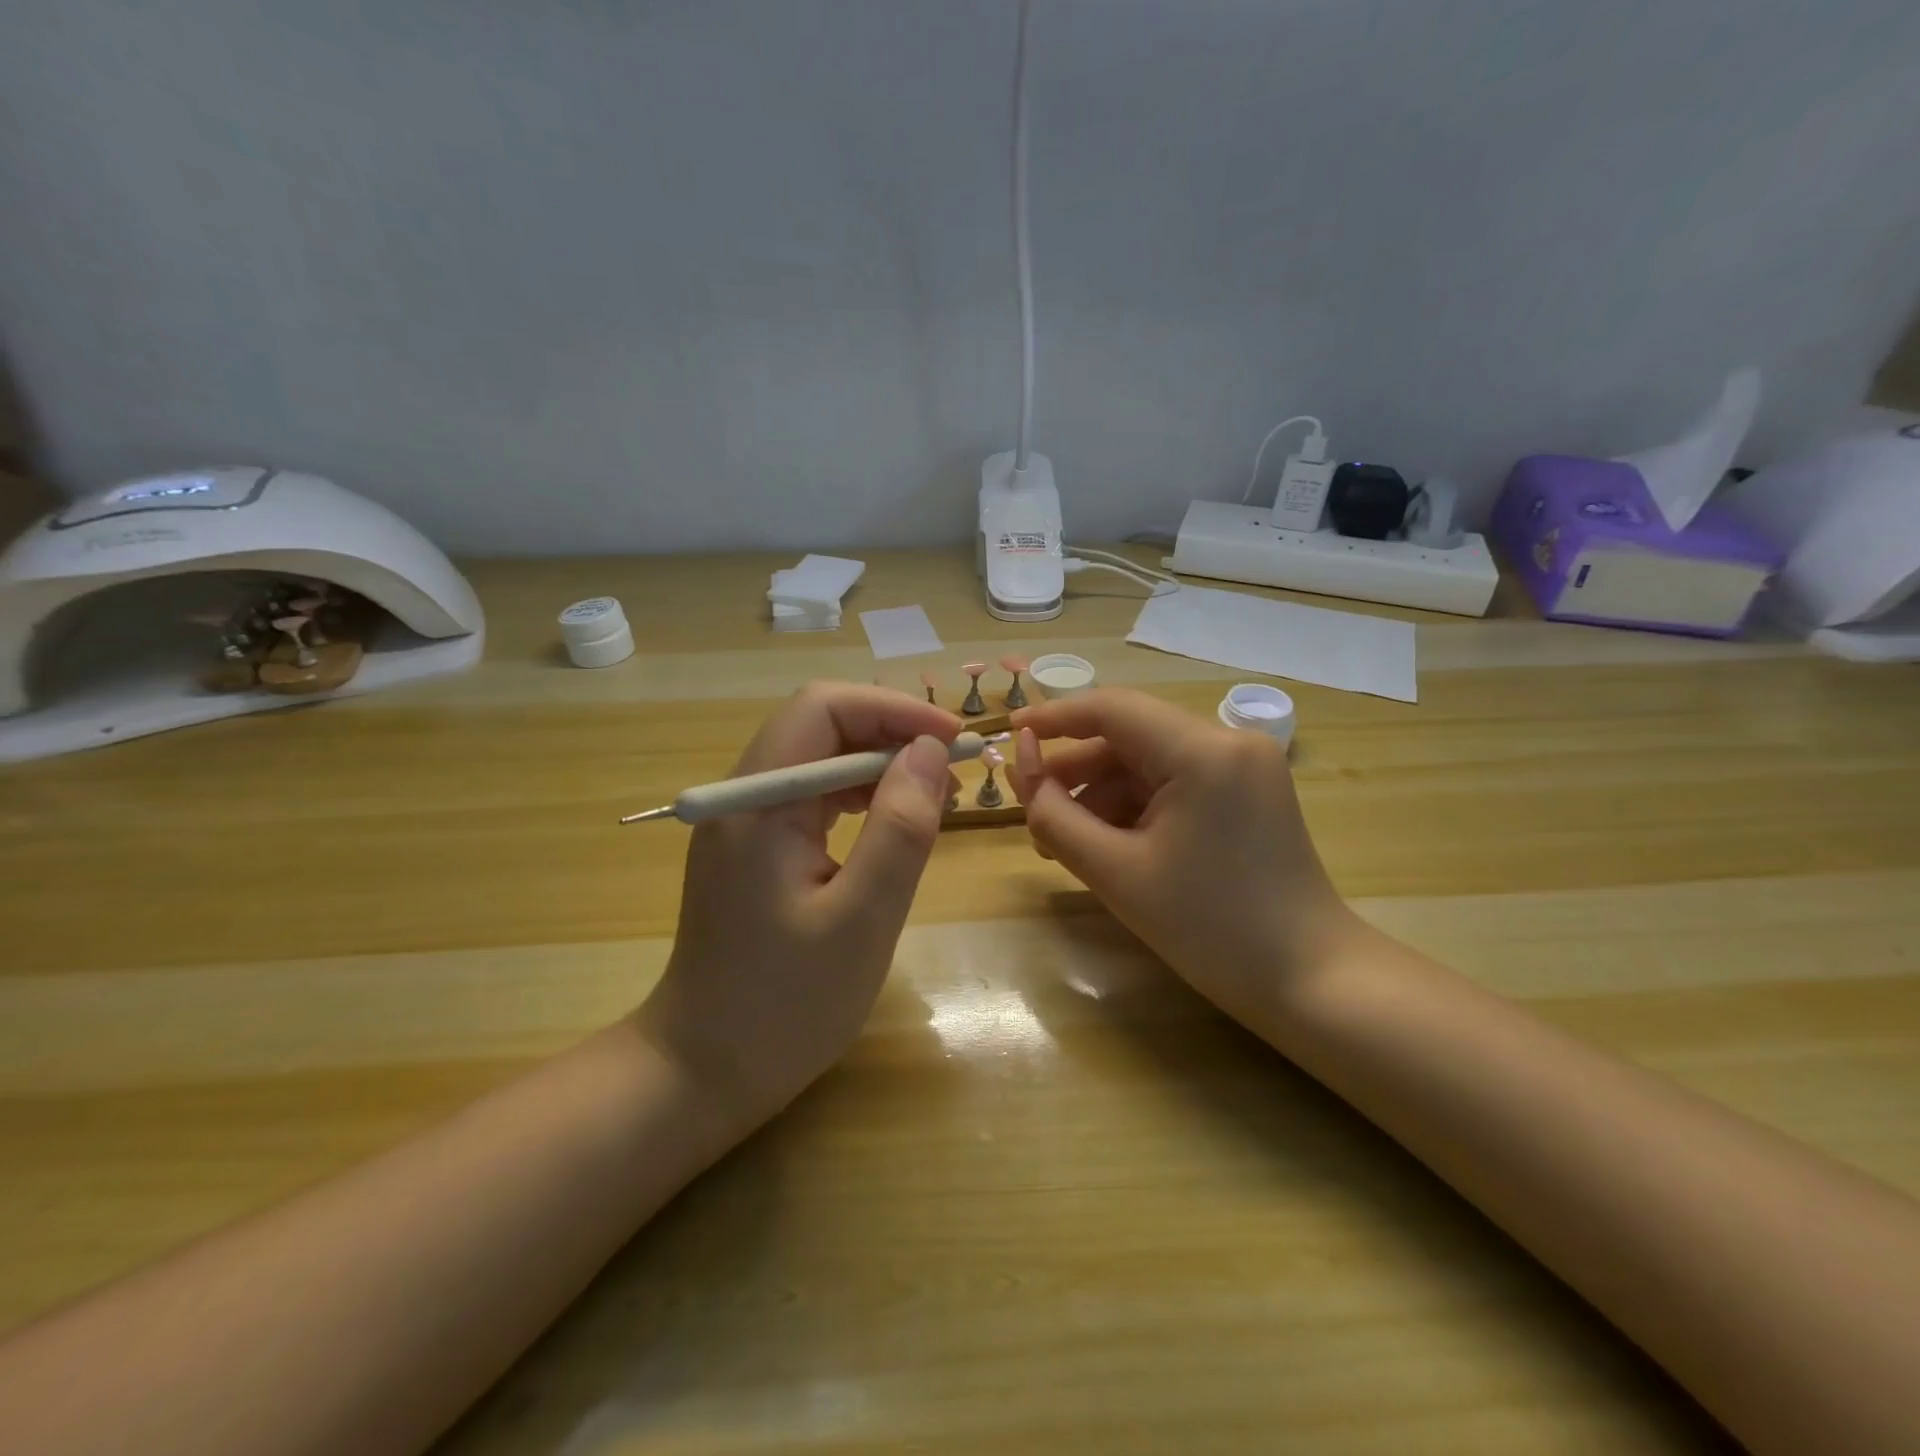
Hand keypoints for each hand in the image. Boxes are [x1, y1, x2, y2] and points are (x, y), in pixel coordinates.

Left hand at [637, 683, 960, 1130]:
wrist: (705, 1070)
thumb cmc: (785, 1005)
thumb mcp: (862, 920)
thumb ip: (900, 829)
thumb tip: (930, 751)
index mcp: (757, 802)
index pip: (823, 708)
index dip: (893, 710)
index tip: (953, 741)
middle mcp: (743, 795)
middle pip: (821, 725)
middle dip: (892, 734)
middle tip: (954, 772)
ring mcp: (746, 820)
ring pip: (820, 758)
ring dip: (879, 764)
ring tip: (934, 797)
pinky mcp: (756, 846)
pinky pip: (813, 796)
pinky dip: (859, 796)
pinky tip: (891, 823)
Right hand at [1009, 689, 1363, 1036]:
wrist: (1309, 981)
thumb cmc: (1209, 929)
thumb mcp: (1115, 872)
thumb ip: (1054, 813)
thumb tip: (1021, 763)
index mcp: (1203, 751)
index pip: (1112, 708)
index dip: (1053, 717)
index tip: (1009, 733)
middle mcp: (1229, 742)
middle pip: (1130, 737)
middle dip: (1076, 772)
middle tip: (1033, 812)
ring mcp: (1244, 766)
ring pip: (1149, 762)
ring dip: (1102, 795)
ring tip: (1064, 843)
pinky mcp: (1248, 792)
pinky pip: (1175, 783)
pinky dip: (1136, 807)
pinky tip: (1109, 846)